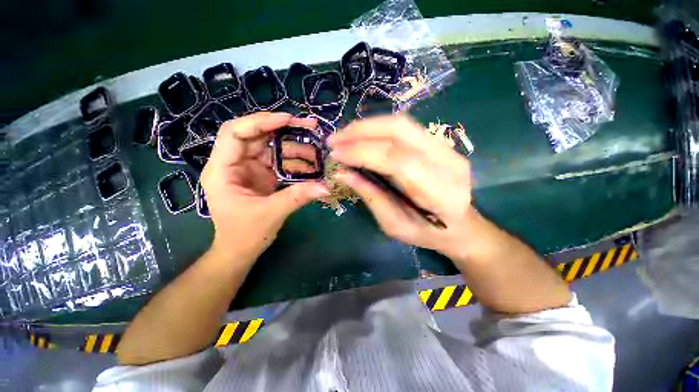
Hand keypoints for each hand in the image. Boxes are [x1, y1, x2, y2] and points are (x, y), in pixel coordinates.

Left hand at [201, 112, 329, 265]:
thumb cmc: (245, 234)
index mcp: (223, 169)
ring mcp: (249, 168)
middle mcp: (234, 163)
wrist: (240, 250)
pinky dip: (295, 162)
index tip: (288, 120)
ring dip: (295, 148)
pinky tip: (312, 165)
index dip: (261, 122)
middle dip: (284, 130)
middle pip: (257, 136)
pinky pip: (279, 162)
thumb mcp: (271, 213)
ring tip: (317, 151)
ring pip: (271, 148)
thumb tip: (326, 187)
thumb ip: (298, 196)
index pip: (236, 133)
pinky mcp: (262, 175)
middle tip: (310, 126)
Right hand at [328, 115, 474, 259]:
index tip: (336, 154)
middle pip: (400, 130)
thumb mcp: (394, 225)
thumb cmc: (426, 233)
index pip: (397, 160)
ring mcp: (447, 148)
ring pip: (402, 123)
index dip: (363, 153)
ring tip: (344, 136)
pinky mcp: (440, 142)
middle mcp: (447, 162)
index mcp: (439, 192)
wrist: (461, 225)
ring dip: (368, 126)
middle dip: (362, 131)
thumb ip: (370, 196)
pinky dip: (378, 128)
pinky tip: (363, 136)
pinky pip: (405, 127)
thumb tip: (342, 173)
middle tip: (335, 139)